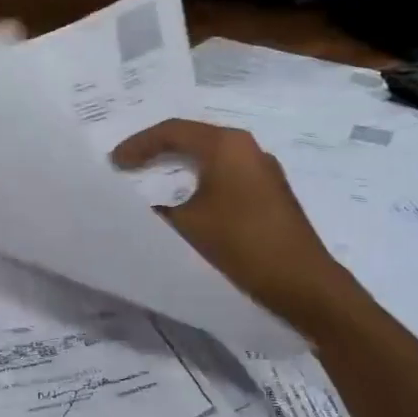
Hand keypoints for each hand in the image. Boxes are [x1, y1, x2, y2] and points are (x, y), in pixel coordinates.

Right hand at [112, 119, 358, 336]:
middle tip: (130, 166)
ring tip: (155, 183)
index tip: (114, 162)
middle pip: (195, 140)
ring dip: (183, 169)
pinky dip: (203, 185)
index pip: (173, 131)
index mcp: (227, 146)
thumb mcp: (186, 228)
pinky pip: (229, 179)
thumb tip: (144, 208)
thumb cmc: (241, 246)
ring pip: (214, 160)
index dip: (139, 144)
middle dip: (160, 151)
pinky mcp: (273, 196)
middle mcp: (250, 149)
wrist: (303, 285)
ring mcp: (266, 172)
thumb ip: (157, 212)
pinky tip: (191, 206)